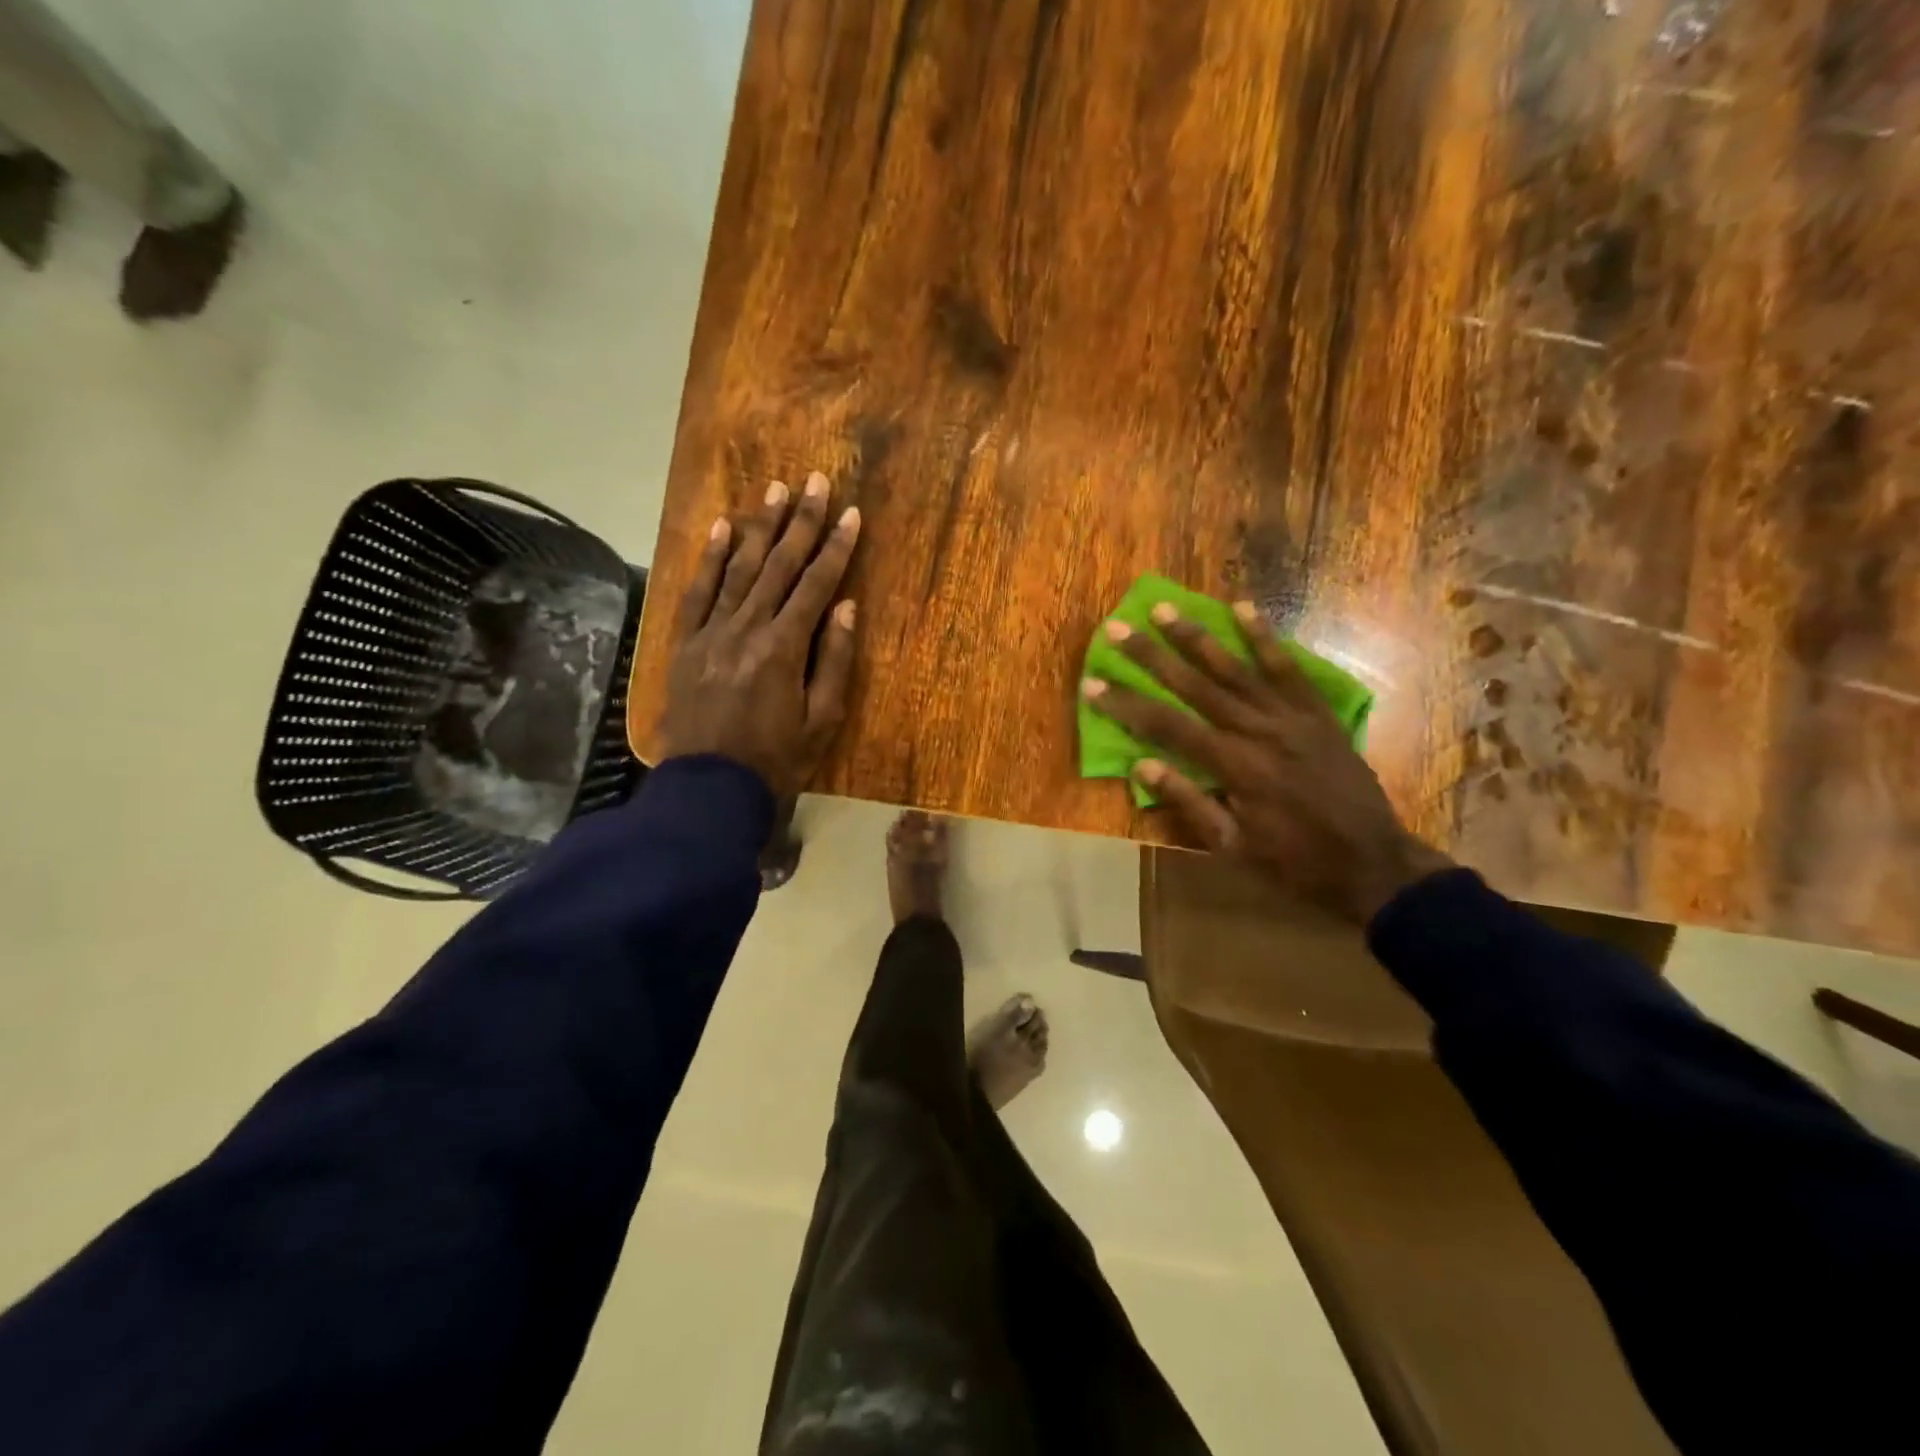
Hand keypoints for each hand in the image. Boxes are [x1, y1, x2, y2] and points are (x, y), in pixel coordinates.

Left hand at [660, 472, 860, 796]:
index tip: (850, 514)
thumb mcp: (822, 720)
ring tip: (774, 490)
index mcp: (784, 647)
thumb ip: (835, 661)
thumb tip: (846, 606)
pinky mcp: (686, 643)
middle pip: (779, 565)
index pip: (816, 585)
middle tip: (815, 480)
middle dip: (801, 521)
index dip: (836, 547)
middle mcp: (747, 628)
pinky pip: (698, 592)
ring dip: (760, 528)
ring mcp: (712, 632)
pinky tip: (724, 528)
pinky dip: (711, 558)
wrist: (709, 787)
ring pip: (739, 569)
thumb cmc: (777, 759)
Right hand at [1081, 602, 1452, 924]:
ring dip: (1197, 636)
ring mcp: (1291, 717)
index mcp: (1234, 766)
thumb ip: (1189, 802)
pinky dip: (1264, 638)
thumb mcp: (1233, 847)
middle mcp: (1258, 730)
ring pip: (1235, 668)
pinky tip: (1243, 608)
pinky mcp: (1316, 713)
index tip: (1093, 683)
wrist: (1373, 863)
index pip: (1167, 726)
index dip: (1126, 704)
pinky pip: (1287, 668)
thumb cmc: (1294, 863)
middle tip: (1116, 627)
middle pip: (1194, 685)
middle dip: (1151, 655)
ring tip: (1165, 609)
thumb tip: (1142, 766)